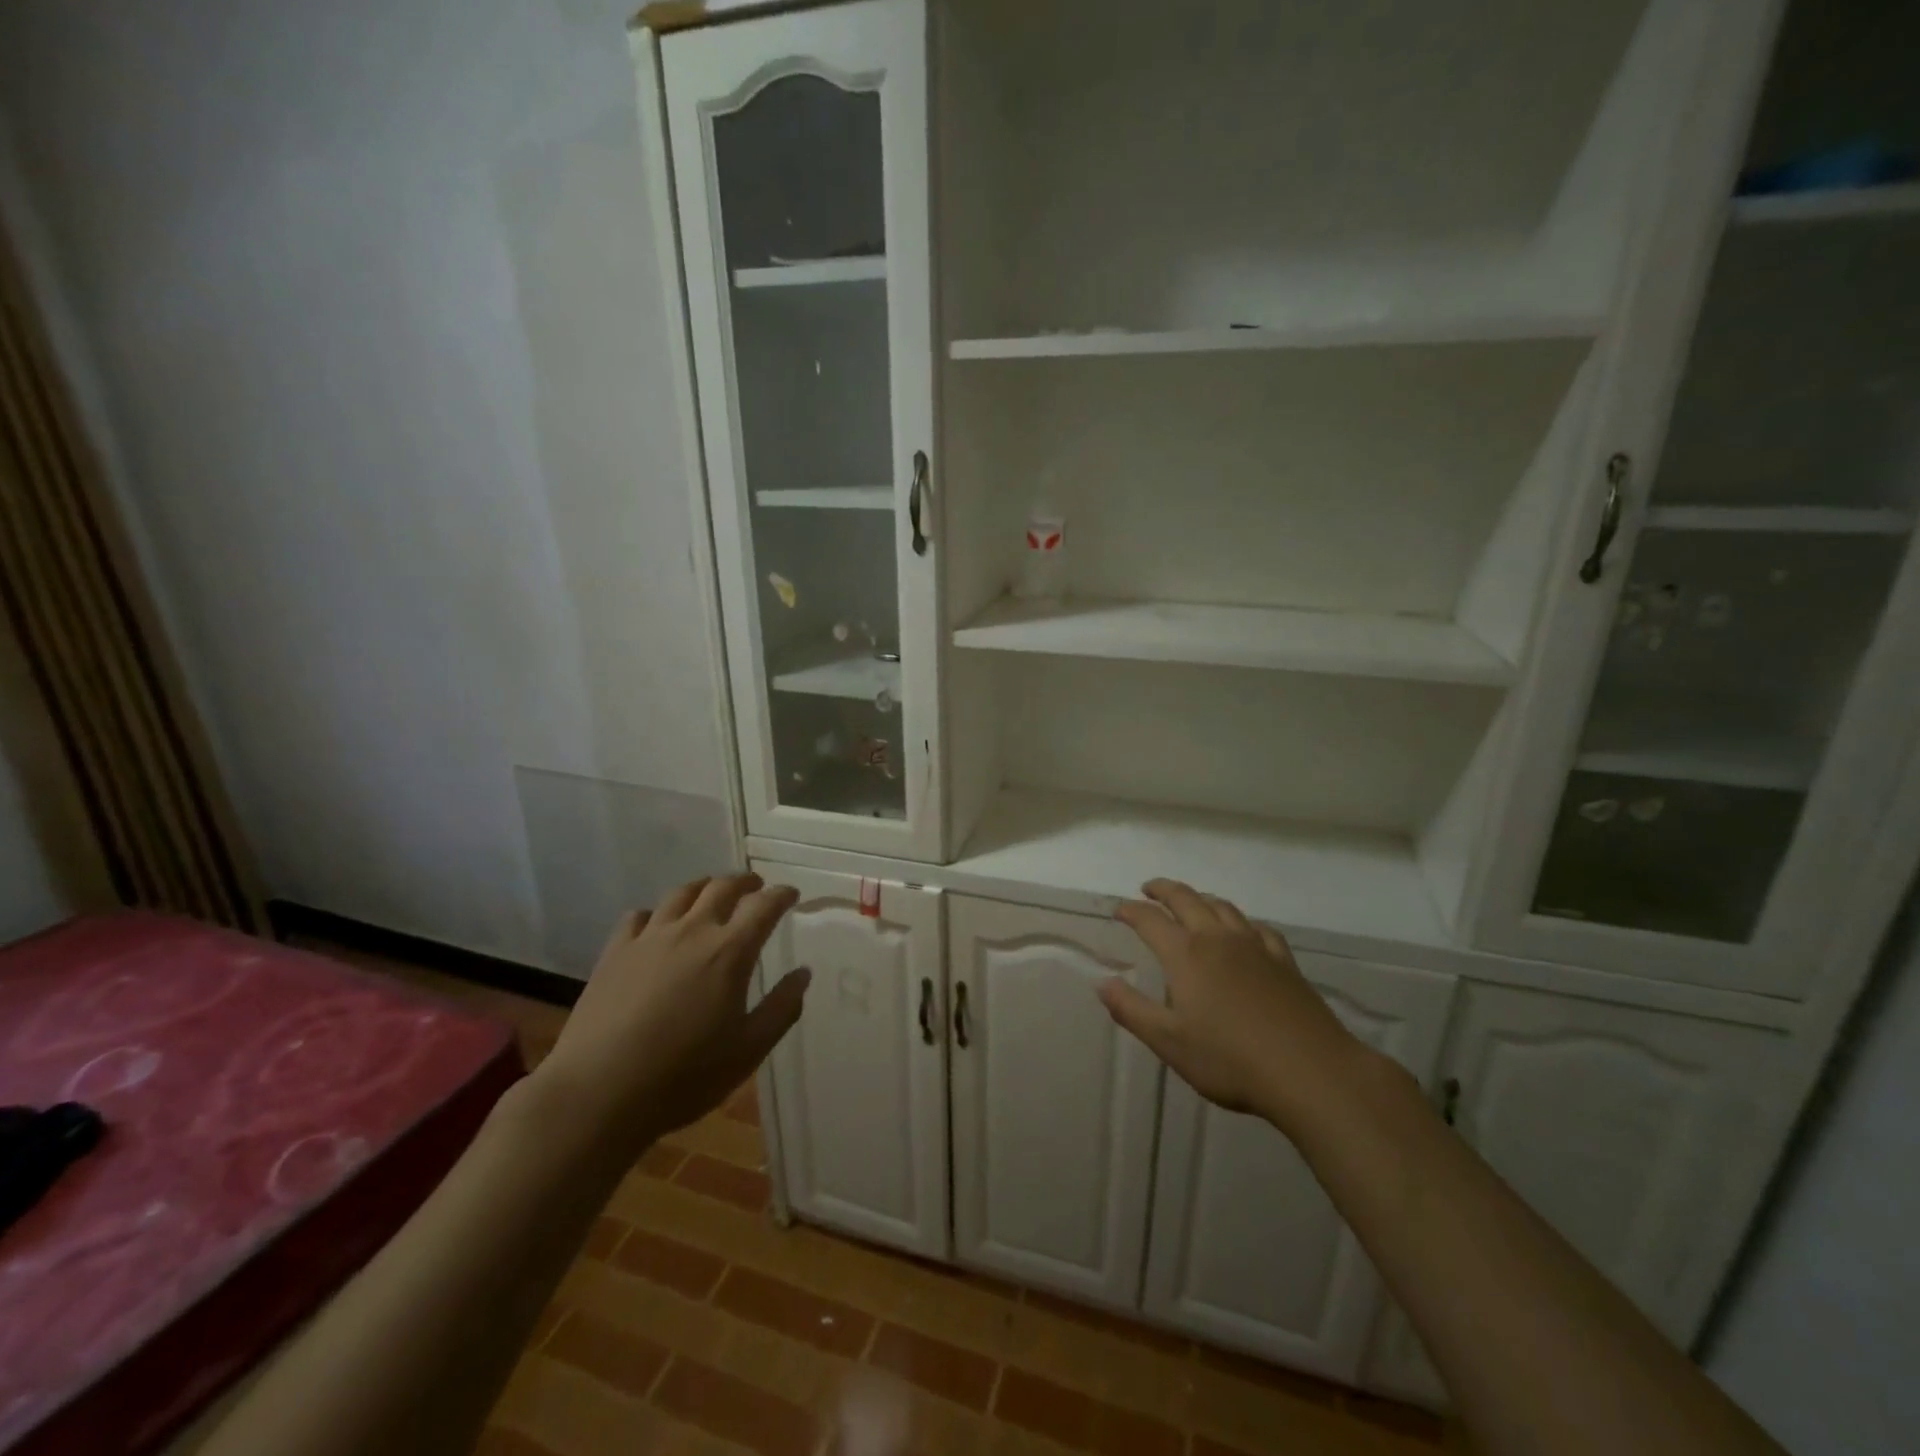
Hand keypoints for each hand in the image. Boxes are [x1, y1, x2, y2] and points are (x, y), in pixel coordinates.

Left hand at [530, 875, 808, 1157]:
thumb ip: (782, 1008)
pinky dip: (658, 913)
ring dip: (704, 887)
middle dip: (744, 882)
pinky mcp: (615, 952)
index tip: (791, 894)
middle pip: (722, 887)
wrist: (598, 1093)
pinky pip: (640, 916)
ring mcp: (649, 938)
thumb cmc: (683, 1075)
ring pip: (681, 894)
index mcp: (729, 951)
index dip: (782, 895)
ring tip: (711, 893)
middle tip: (756, 886)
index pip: (763, 906)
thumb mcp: (748, 1050)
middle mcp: (691, 931)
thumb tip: (803, 973)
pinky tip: (658, 926)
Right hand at [1099, 880, 1363, 1124]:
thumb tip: (1102, 982)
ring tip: (1191, 902)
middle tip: (1149, 889)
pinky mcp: (1284, 961)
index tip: (1119, 910)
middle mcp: (1218, 939)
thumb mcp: (1169, 1042)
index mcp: (1186, 955)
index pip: (1150, 920)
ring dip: (1201, 898)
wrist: (1311, 1072)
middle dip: (1163, 890)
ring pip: (1223, 906)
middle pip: (1187, 899)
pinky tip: (1244, 931)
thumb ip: (1132, 1010)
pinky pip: (1258, 927)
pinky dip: (1241, 921)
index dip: (1131, 911)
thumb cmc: (1230, 1060)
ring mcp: (1255, 947)